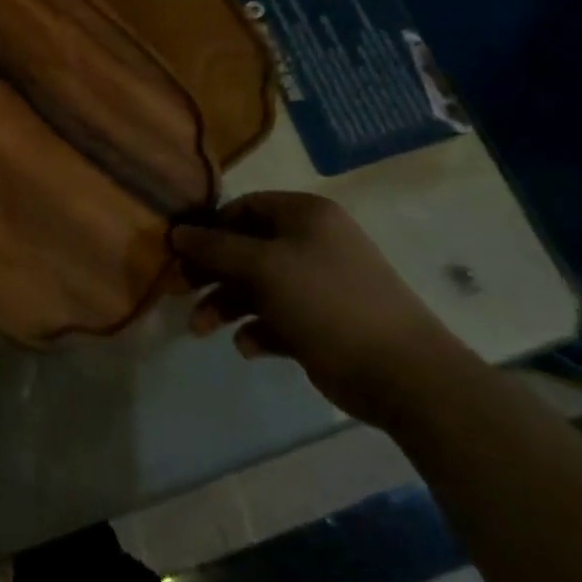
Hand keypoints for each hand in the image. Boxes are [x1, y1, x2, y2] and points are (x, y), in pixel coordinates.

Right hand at [172, 192, 474, 424]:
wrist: (405, 374)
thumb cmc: (327, 302)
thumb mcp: (263, 267)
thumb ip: (215, 248)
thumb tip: (177, 232)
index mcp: (305, 215)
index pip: (244, 207)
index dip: (210, 227)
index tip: (180, 253)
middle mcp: (312, 242)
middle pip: (245, 248)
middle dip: (211, 272)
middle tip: (178, 292)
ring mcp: (319, 284)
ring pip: (257, 286)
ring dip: (226, 305)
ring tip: (202, 331)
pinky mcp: (322, 323)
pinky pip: (277, 318)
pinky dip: (257, 330)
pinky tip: (249, 347)